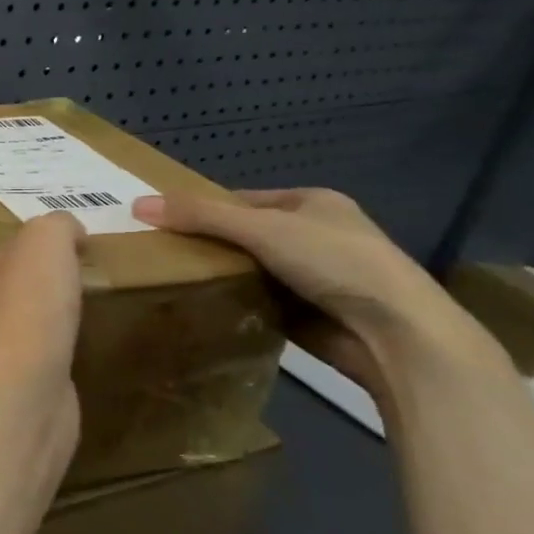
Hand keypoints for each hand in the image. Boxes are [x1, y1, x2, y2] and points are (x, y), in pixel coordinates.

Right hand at [131, 188, 471, 390]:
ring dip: (224, 276)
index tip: (165, 224)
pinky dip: (239, 303)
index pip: (244, 200)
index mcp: (313, 202)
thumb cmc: (334, 262)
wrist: (396, 334)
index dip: (205, 208)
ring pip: (254, 270)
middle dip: (210, 245)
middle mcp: (318, 235)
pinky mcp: (314, 313)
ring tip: (175, 280)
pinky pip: (262, 301)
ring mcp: (319, 276)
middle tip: (164, 254)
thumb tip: (138, 205)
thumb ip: (201, 216)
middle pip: (247, 235)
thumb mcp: (261, 229)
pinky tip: (208, 306)